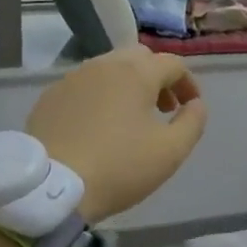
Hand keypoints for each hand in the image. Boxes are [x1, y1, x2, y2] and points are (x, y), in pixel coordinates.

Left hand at [27, 46, 207, 222]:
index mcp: (136, 72)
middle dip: (157, 77)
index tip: (190, 107)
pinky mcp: (50, 96)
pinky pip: (85, 85)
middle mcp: (104, 64)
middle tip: (163, 108)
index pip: (173, 64)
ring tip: (131, 117)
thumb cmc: (118, 167)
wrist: (50, 188)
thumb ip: (193, 122)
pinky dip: (101, 95)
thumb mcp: (171, 151)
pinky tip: (98, 125)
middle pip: (140, 57)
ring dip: (128, 85)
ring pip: (110, 68)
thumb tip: (196, 104)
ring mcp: (73, 78)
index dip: (188, 83)